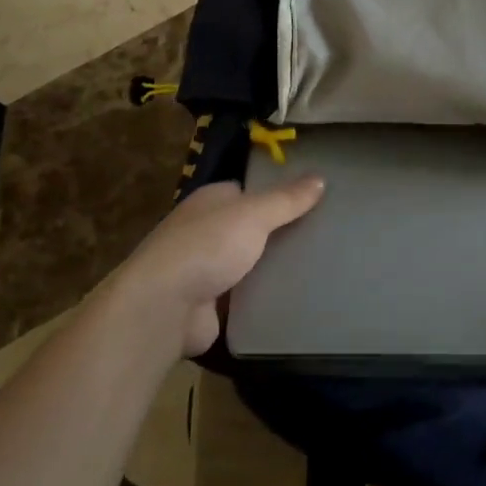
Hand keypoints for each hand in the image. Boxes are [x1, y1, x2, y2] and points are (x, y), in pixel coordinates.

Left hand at [114, 177, 325, 356]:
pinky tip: (294, 297)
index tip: (312, 201)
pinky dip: (263, 297)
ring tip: (317, 267)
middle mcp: (204, 230)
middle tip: (322, 236)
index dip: (277, 194)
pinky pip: (244, 295)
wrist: (163, 308)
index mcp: (210, 201)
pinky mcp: (208, 304)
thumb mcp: (252, 215)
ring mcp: (204, 269)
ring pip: (248, 262)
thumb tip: (320, 178)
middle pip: (249, 227)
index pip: (248, 191)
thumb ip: (286, 199)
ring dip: (271, 267)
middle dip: (278, 233)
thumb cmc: (206, 247)